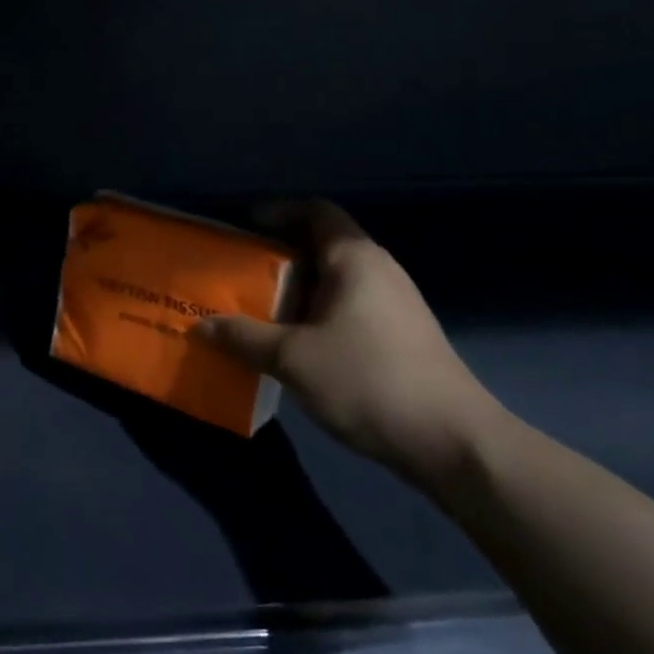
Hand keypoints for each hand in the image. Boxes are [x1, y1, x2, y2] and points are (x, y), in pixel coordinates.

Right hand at [197, 202, 506, 490]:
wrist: (451, 442)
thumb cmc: (366, 381)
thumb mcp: (292, 358)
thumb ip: (243, 337)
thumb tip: (201, 326)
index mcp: (355, 259)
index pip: (316, 211)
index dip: (278, 211)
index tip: (243, 226)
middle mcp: (378, 271)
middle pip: (322, 245)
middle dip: (277, 256)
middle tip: (237, 273)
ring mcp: (395, 304)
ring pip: (334, 281)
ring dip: (295, 290)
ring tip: (256, 310)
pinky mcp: (401, 336)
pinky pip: (347, 308)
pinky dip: (315, 314)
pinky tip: (293, 343)